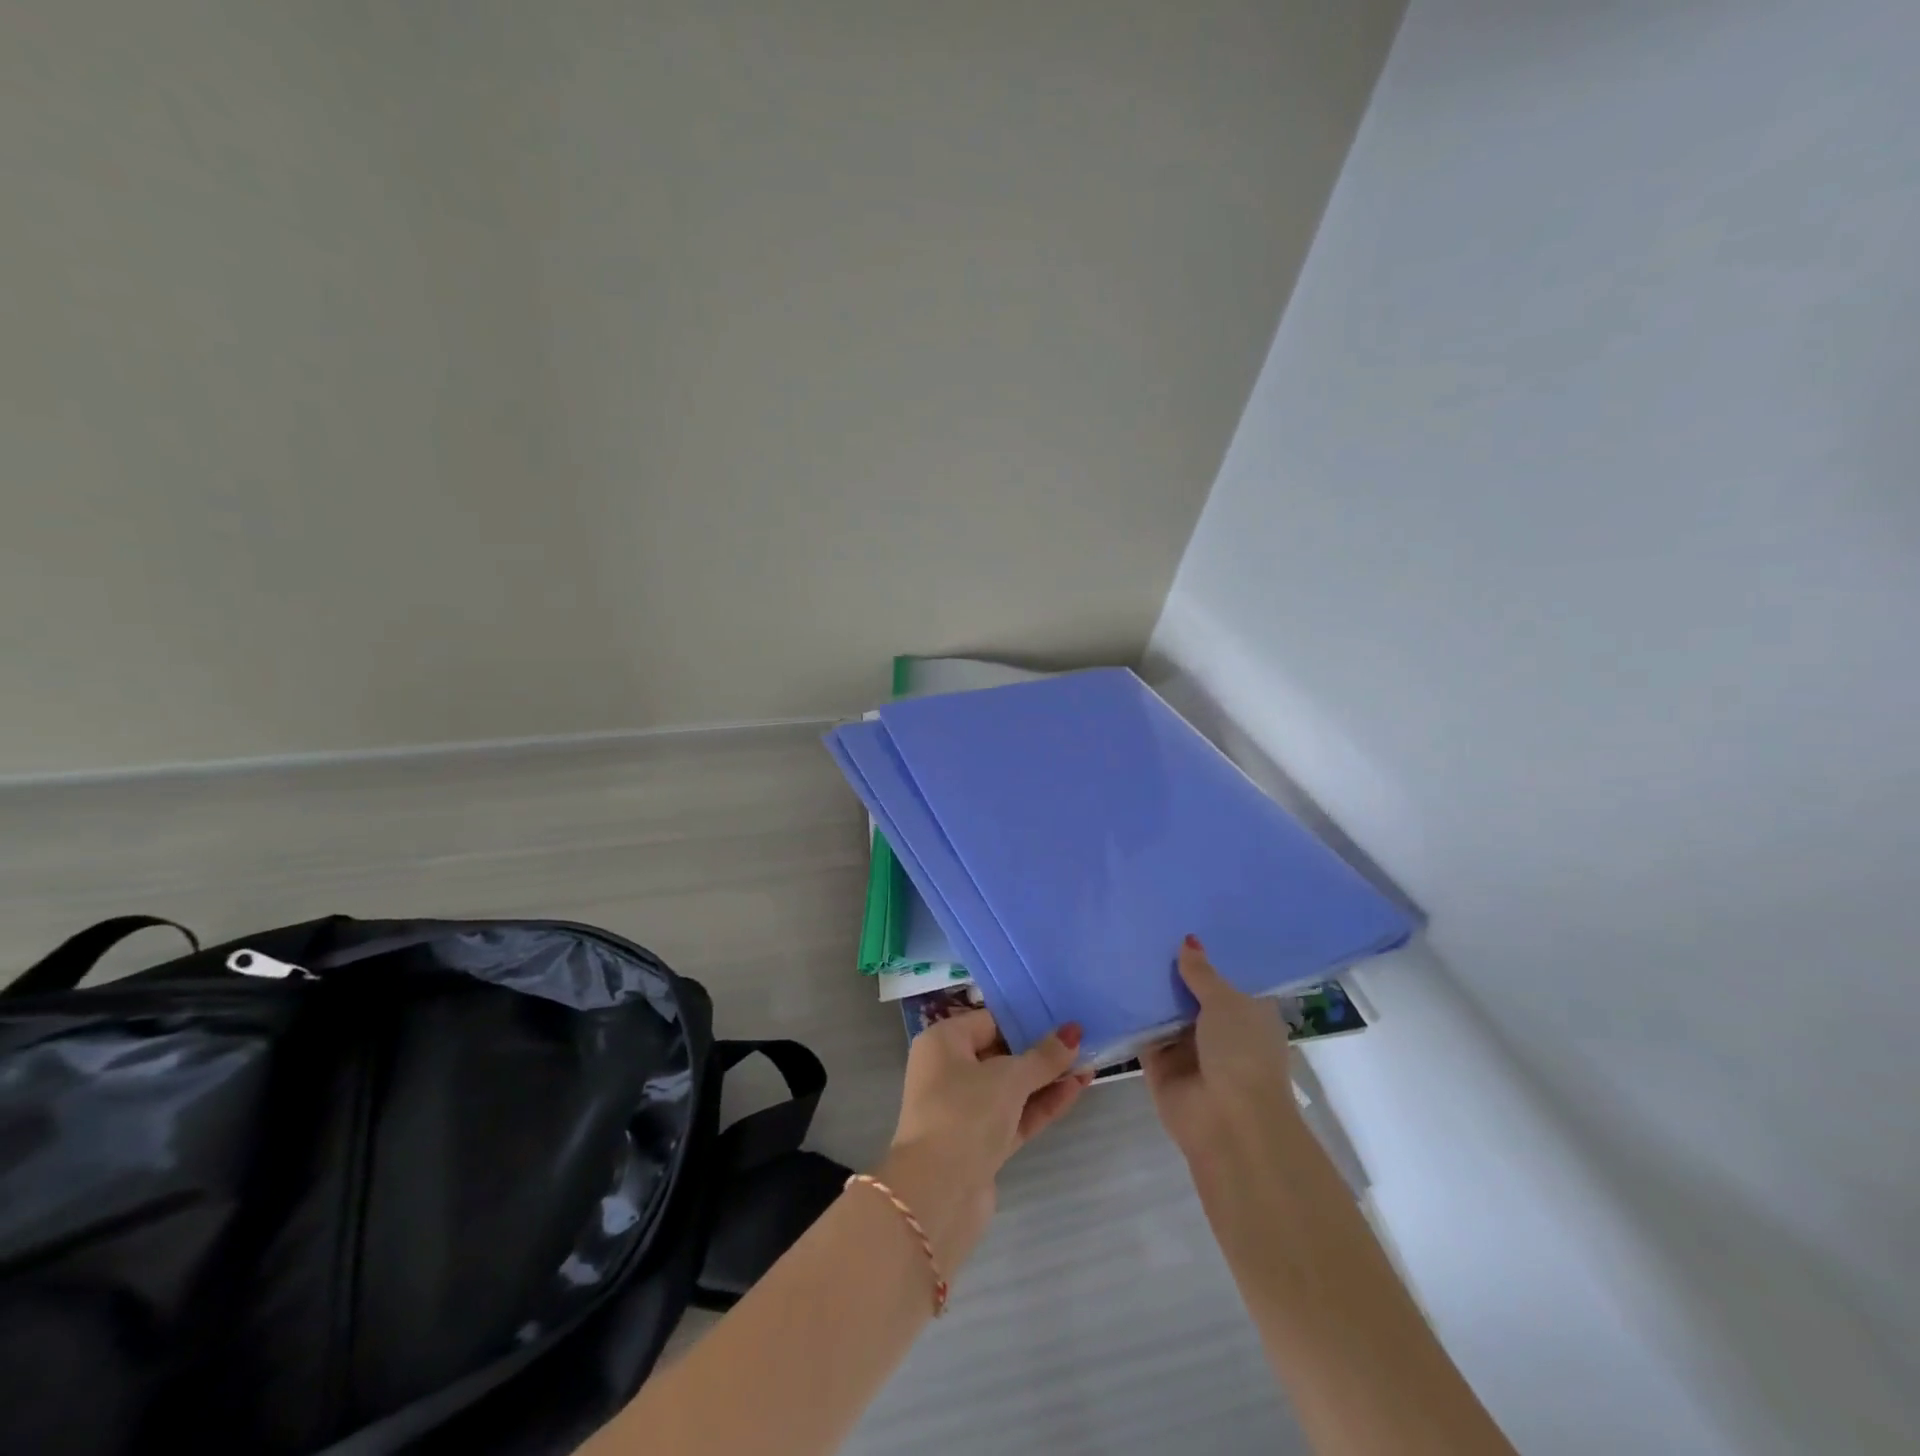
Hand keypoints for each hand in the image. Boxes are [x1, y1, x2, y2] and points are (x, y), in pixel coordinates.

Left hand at [878, 1011, 1091, 1273]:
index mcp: (943, 1043)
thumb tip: (1073, 1032)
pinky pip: (1014, 1115)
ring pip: (1011, 1088)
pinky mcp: (980, 1143)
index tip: (1063, 1018)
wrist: (937, 1193)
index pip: (989, 1021)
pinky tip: (1076, 1090)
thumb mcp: (1009, 1078)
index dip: (1026, 1020)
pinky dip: (1041, 1105)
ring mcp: (964, 1110)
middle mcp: (948, 1071)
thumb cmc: (965, 1113)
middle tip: (1082, 1041)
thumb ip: (1044, 1056)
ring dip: (1047, 1080)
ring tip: (1089, 1066)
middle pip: (1001, 1054)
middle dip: (1040, 1052)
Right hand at [1143, 937, 1302, 1163]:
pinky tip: (1109, 983)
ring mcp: (1188, 1049)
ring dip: (1148, 990)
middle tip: (1142, 928)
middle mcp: (1219, 1030)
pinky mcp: (1159, 1065)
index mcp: (1248, 1014)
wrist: (1229, 1123)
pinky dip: (1128, 1015)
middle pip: (1191, 993)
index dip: (1208, 955)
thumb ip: (1202, 973)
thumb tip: (1188, 941)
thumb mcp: (1226, 1003)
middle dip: (1172, 969)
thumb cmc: (1242, 1053)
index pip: (1226, 978)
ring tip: (1121, 947)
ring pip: (1164, 1011)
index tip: (1182, 923)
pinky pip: (1141, 1033)